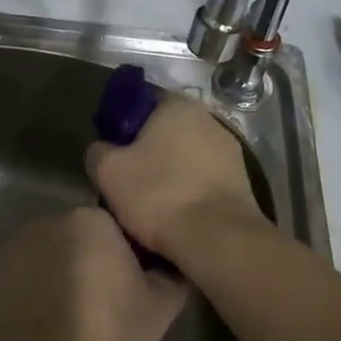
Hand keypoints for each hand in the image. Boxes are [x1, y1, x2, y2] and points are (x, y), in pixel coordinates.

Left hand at [0, 208, 186, 340]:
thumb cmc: (103, 338)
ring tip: (64, 325)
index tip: (128, 295)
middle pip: (78, 240)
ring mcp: (13, 246)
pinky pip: (19, 278)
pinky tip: (36, 330)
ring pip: (47, 258)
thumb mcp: (158, 312)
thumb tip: (168, 266)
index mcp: (91, 221)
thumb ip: (170, 277)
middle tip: (98, 311)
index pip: (116, 231)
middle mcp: (48, 221)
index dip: (125, 263)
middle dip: (88, 265)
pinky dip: (28, 295)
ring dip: (56, 278)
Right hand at [84, 93, 263, 256]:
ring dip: (170, 172)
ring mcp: (230, 151)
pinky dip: (189, 191)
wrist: (218, 239)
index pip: (143, 101)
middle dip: (148, 150)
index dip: (123, 123)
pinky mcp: (242, 182)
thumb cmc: (159, 194)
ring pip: (187, 157)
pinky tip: (176, 214)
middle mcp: (208, 119)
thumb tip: (102, 149)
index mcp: (177, 106)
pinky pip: (204, 180)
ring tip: (151, 202)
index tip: (112, 149)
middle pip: (167, 130)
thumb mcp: (107, 171)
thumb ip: (98, 151)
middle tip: (127, 177)